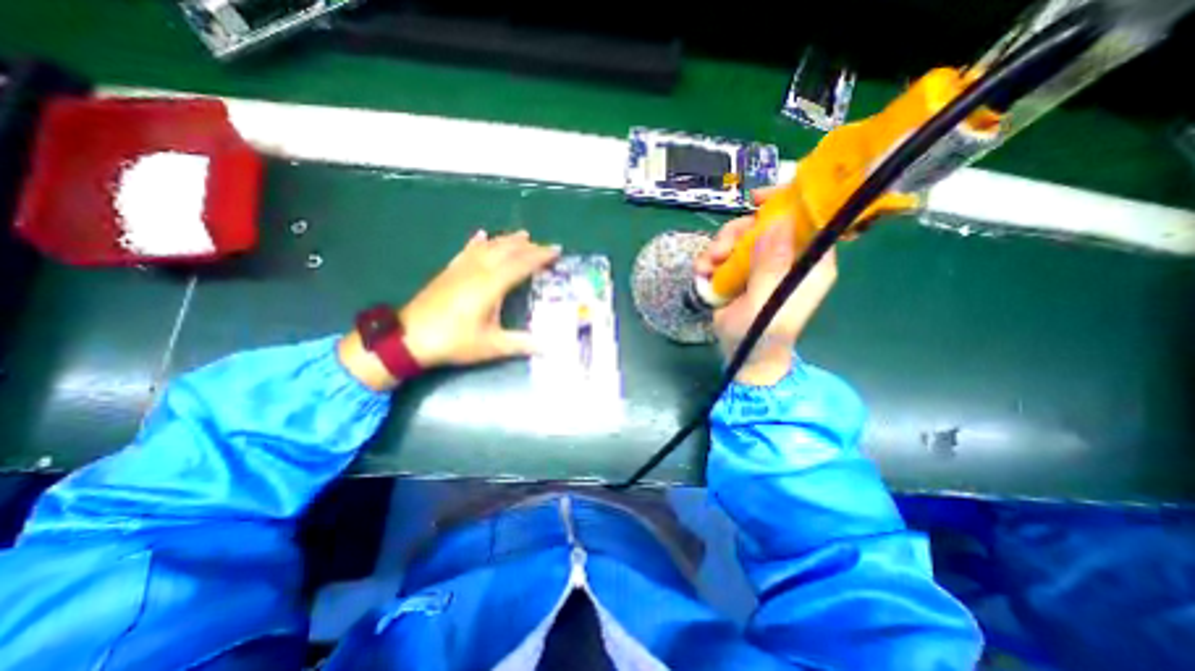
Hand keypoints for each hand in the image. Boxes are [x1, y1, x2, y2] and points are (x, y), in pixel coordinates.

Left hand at [335, 229, 559, 389]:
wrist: (408, 338)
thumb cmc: (453, 341)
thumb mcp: (491, 346)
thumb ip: (521, 344)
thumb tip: (549, 348)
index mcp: (491, 285)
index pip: (521, 264)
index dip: (540, 256)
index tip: (557, 250)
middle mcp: (478, 271)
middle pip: (507, 251)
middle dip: (529, 247)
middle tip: (546, 246)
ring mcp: (461, 269)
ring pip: (488, 247)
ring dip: (507, 240)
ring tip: (523, 235)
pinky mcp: (449, 271)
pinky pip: (467, 250)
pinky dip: (478, 242)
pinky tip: (482, 235)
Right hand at [697, 188, 833, 386]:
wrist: (741, 355)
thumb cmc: (760, 335)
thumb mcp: (764, 303)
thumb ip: (771, 266)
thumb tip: (778, 222)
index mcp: (809, 264)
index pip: (808, 219)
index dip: (786, 202)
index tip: (756, 200)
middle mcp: (788, 259)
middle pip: (766, 224)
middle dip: (738, 233)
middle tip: (719, 251)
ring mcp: (763, 265)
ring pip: (742, 237)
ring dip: (719, 247)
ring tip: (707, 266)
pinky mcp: (742, 272)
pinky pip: (726, 253)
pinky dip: (711, 259)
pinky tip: (703, 273)